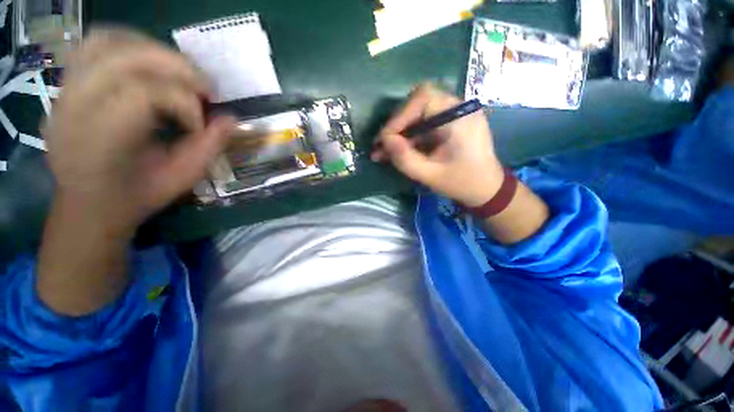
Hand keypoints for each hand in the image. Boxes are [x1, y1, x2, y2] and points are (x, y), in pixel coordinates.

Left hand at [43, 28, 234, 236]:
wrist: (88, 203)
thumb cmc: (136, 196)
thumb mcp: (181, 178)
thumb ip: (209, 147)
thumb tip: (232, 119)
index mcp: (101, 141)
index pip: (143, 93)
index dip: (184, 103)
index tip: (200, 124)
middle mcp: (75, 108)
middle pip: (126, 58)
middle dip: (177, 67)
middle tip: (204, 89)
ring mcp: (66, 91)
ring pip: (108, 41)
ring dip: (153, 49)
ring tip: (180, 72)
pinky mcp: (68, 83)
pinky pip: (96, 44)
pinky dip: (129, 44)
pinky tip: (151, 62)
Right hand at [371, 84, 502, 206]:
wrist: (485, 189)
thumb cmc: (462, 183)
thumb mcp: (430, 175)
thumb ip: (405, 159)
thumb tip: (384, 141)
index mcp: (459, 116)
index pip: (423, 99)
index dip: (399, 116)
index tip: (385, 139)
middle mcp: (457, 108)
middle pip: (417, 104)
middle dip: (396, 126)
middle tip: (381, 146)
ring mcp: (453, 115)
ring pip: (417, 115)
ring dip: (399, 133)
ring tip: (382, 152)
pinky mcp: (448, 125)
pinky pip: (423, 125)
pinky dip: (408, 138)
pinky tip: (395, 151)